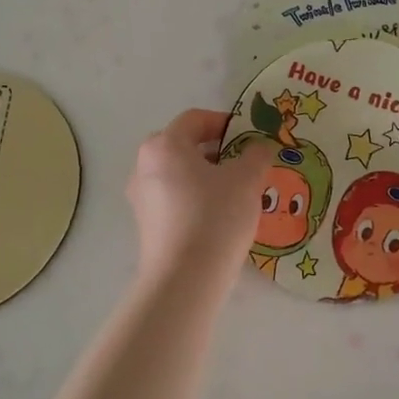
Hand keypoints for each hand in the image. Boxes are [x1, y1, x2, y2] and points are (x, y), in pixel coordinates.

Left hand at [127, 109, 265, 279]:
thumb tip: (257, 148)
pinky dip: (196, 198)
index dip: (225, 122)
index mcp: (165, 145)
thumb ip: (256, 155)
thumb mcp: (247, 179)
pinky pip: (174, 199)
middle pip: (183, 145)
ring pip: (179, 174)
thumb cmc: (215, 216)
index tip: (250, 136)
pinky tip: (220, 216)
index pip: (195, 119)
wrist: (185, 279)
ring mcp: (141, 198)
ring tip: (237, 192)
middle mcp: (144, 166)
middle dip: (216, 150)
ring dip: (207, 176)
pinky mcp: (146, 225)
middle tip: (243, 162)